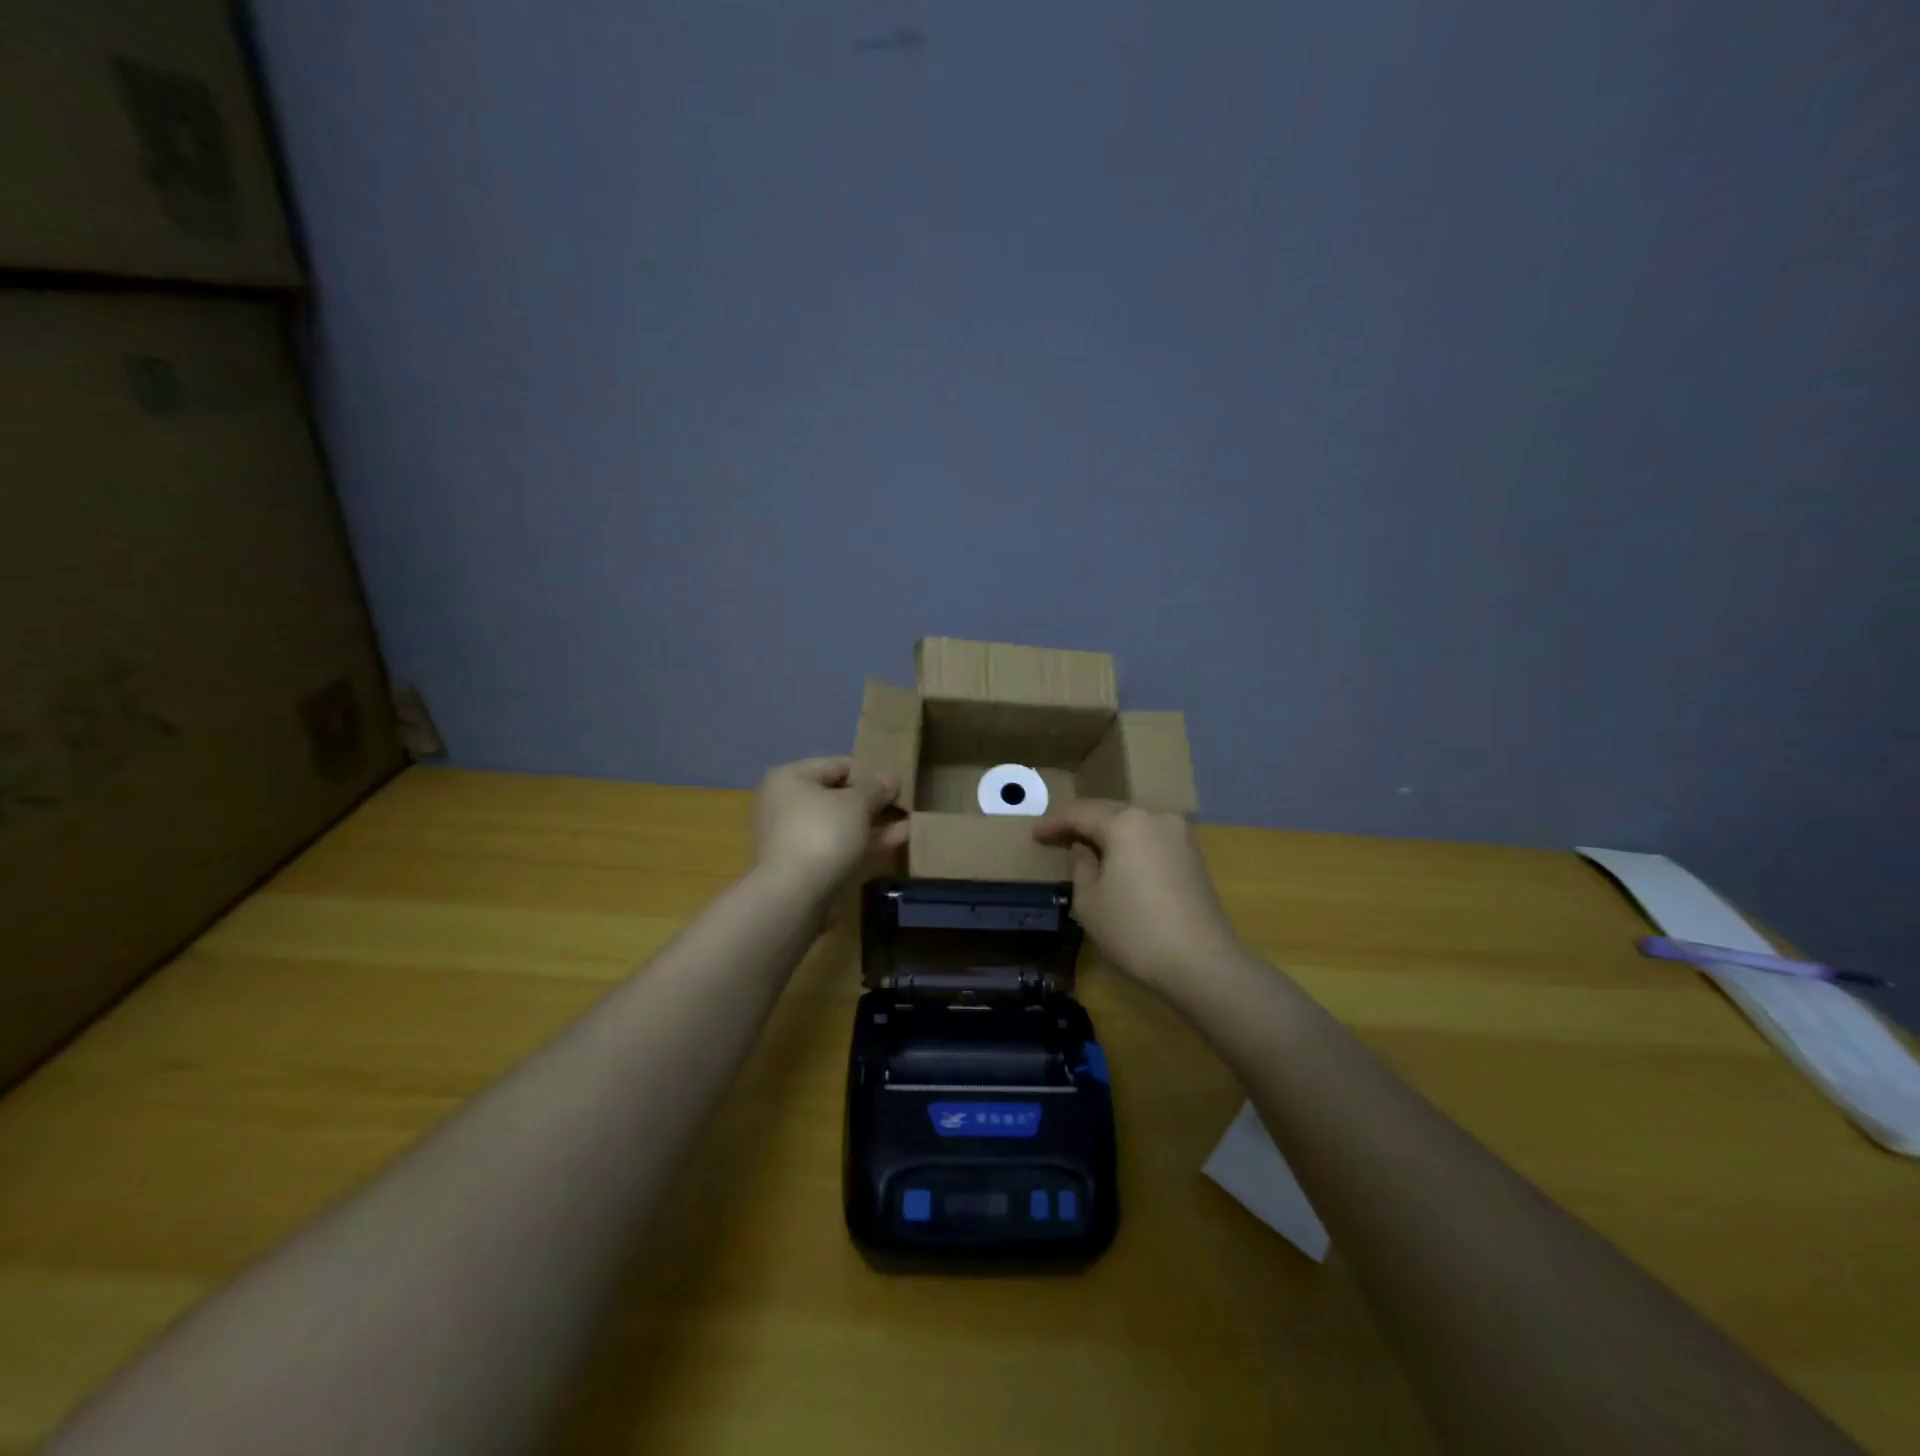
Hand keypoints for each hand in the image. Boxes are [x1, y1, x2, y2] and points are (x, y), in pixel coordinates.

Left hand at [753, 756, 907, 895]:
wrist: (794, 895)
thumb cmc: (823, 833)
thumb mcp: (857, 803)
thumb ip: (876, 788)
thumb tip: (890, 778)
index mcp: (790, 778)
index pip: (837, 765)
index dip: (868, 771)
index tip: (895, 781)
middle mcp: (786, 804)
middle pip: (837, 795)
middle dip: (871, 800)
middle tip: (903, 801)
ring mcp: (794, 837)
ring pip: (840, 824)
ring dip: (873, 822)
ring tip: (909, 820)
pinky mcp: (805, 865)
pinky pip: (839, 846)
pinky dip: (865, 842)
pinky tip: (899, 838)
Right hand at [1033, 800, 1243, 992]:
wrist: (1202, 963)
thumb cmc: (1135, 930)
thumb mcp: (1089, 901)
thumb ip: (1080, 867)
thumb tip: (1084, 850)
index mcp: (1126, 822)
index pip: (1080, 813)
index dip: (1054, 823)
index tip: (1034, 834)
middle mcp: (1156, 817)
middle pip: (1110, 812)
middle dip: (1082, 823)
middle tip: (1057, 837)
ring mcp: (1180, 835)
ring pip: (1134, 824)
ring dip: (1109, 833)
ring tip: (1086, 847)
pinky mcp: (1194, 856)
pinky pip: (1151, 840)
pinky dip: (1131, 845)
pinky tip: (1119, 860)